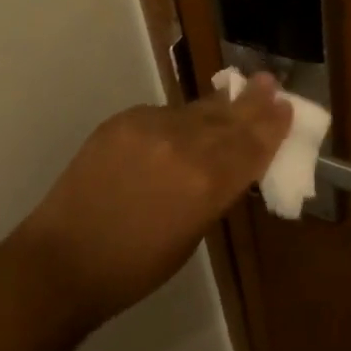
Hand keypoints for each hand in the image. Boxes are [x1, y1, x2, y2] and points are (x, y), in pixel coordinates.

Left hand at [15, 74, 292, 322]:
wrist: (63, 259)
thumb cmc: (135, 267)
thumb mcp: (191, 235)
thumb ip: (215, 191)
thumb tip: (229, 164)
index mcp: (208, 184)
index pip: (251, 147)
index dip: (272, 126)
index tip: (287, 106)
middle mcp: (184, 146)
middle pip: (229, 120)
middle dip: (253, 103)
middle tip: (271, 83)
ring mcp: (150, 127)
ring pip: (196, 111)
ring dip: (219, 106)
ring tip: (240, 91)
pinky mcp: (123, 120)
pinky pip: (163, 114)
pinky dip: (179, 119)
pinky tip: (187, 121)